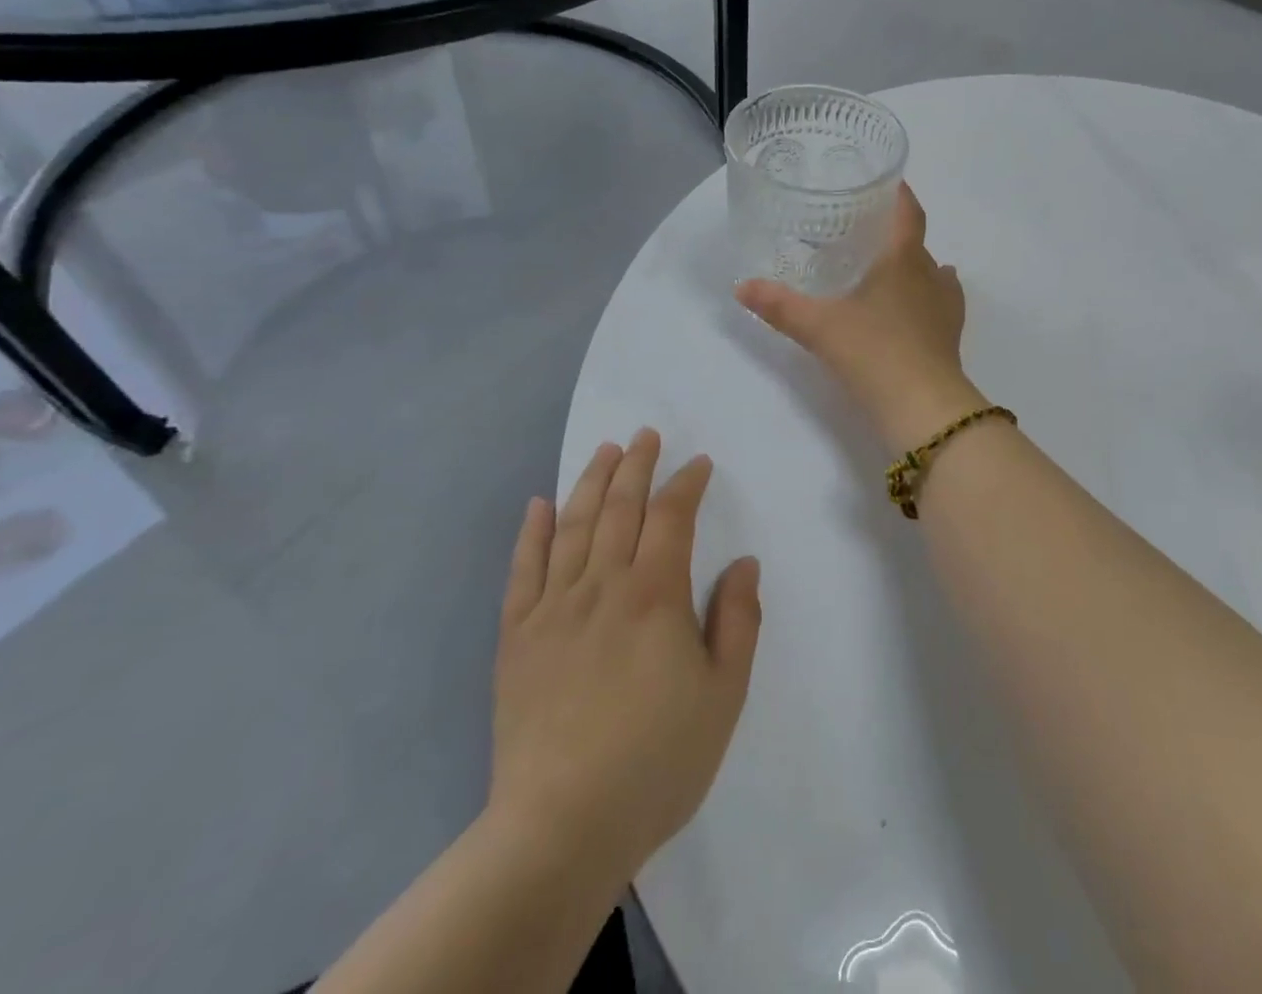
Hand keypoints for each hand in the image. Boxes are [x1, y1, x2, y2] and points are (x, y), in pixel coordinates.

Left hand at [486, 429, 760, 881]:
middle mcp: (602, 586)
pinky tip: (539, 504)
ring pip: (573, 526)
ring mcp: (554, 608)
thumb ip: (737, 621)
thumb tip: (744, 563)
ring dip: (590, 482)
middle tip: (645, 435)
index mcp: (655, 595)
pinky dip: (532, 532)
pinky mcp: (517, 636)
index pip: (672, 518)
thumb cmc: (657, 760)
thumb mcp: (724, 695)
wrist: (562, 826)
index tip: (698, 464)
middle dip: (636, 465)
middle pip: (620, 508)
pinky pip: (524, 570)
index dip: (686, 484)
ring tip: (603, 450)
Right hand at [735, 183, 987, 452]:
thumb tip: (741, 286)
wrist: (923, 407)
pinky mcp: (950, 334)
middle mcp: (930, 274)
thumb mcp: (819, 327)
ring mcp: (945, 305)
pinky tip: (918, 302)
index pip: (908, 212)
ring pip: (932, 271)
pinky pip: (942, 301)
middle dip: (894, 232)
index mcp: (902, 259)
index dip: (899, 193)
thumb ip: (780, 305)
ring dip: (913, 264)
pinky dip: (929, 295)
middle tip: (863, 231)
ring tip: (885, 266)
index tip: (886, 181)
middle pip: (916, 241)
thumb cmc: (873, 352)